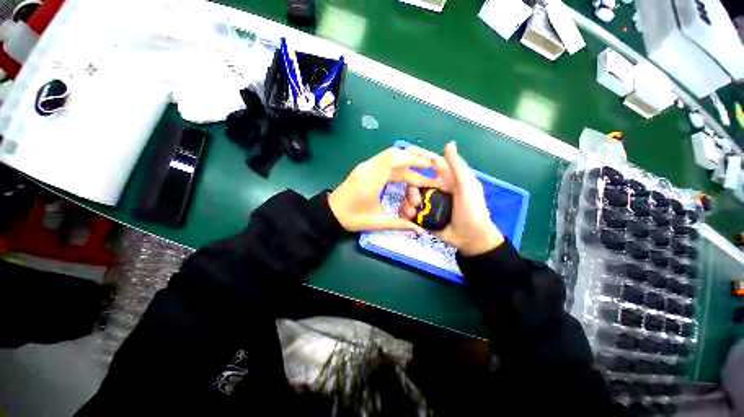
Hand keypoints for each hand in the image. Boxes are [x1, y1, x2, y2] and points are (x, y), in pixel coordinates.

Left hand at [328, 147, 443, 232]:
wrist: (330, 212)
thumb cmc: (353, 217)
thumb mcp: (377, 222)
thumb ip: (400, 224)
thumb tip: (419, 230)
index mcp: (371, 179)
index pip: (394, 160)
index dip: (413, 160)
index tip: (429, 166)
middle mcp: (369, 167)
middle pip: (395, 154)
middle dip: (415, 159)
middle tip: (431, 167)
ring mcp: (366, 166)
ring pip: (390, 156)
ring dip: (407, 161)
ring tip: (422, 171)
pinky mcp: (366, 169)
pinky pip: (385, 161)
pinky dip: (399, 164)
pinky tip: (407, 173)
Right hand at [400, 142, 503, 255]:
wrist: (470, 238)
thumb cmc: (472, 210)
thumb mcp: (467, 186)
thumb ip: (457, 166)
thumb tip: (449, 143)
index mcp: (446, 180)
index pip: (431, 164)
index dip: (420, 156)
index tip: (406, 151)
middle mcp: (435, 190)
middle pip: (415, 182)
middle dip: (411, 189)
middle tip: (416, 199)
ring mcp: (428, 203)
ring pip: (410, 197)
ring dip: (408, 202)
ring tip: (414, 211)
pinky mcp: (423, 216)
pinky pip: (409, 210)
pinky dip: (406, 212)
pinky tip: (410, 217)